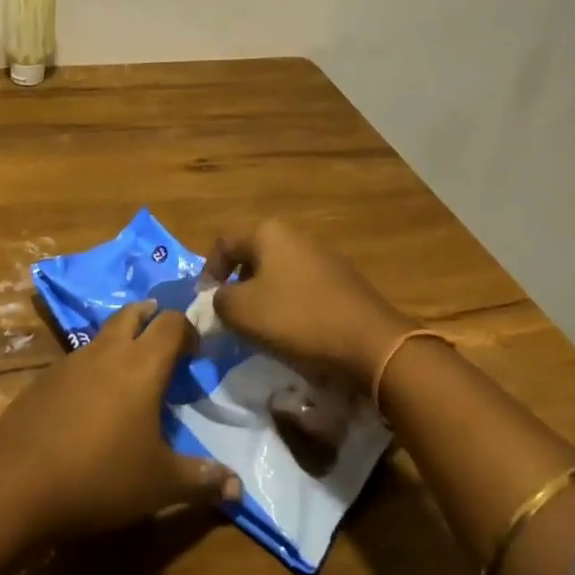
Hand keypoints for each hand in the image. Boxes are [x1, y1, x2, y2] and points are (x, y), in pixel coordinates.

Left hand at [0, 301, 240, 539]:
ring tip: (130, 371)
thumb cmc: (100, 475)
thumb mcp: (159, 484)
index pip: (172, 323)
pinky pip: (79, 360)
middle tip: (164, 338)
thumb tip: (239, 488)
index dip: (188, 329)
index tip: (196, 351)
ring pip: (104, 334)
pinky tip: (92, 401)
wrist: (17, 480)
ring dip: (121, 341)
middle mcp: (108, 350)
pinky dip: (94, 367)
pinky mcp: (45, 379)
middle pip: (134, 313)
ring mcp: (72, 360)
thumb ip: (200, 481)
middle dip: (152, 317)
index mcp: (142, 364)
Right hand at [204, 220, 413, 385]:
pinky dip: (290, 307)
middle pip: (252, 257)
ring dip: (263, 299)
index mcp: (268, 232)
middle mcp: (295, 235)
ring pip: (277, 274)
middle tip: (231, 319)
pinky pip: (302, 289)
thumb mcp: (242, 312)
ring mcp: (321, 256)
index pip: (224, 244)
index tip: (204, 304)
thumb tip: (218, 299)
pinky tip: (293, 334)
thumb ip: (219, 301)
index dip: (208, 273)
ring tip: (259, 330)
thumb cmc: (297, 319)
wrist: (369, 342)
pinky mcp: (341, 280)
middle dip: (237, 287)